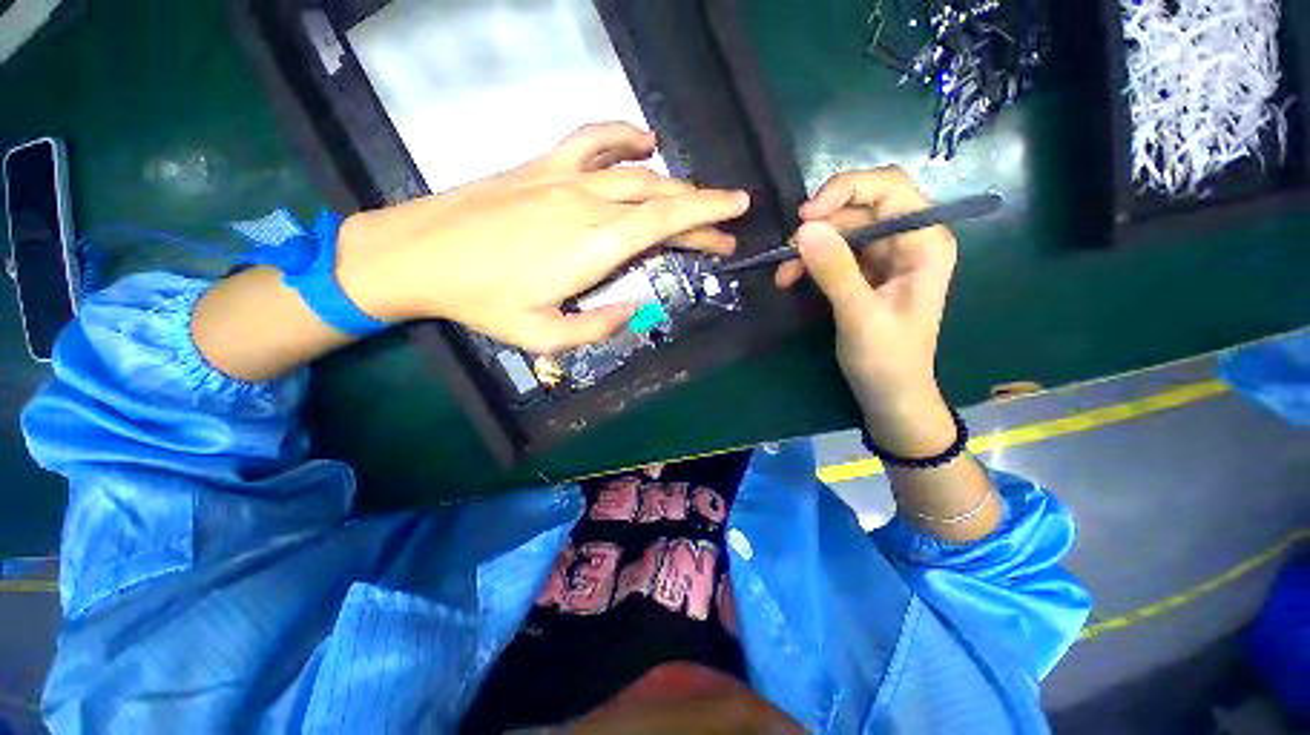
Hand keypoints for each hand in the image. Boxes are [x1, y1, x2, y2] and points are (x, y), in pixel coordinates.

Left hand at [335, 123, 749, 353]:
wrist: (419, 253)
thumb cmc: (482, 301)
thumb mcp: (542, 336)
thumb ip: (596, 328)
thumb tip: (635, 310)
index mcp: (593, 247)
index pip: (665, 224)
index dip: (706, 219)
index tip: (735, 219)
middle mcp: (588, 204)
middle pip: (661, 199)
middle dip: (701, 211)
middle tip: (725, 227)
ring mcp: (564, 178)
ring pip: (637, 173)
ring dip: (675, 184)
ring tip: (697, 200)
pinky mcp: (543, 165)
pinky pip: (593, 140)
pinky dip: (624, 137)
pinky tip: (645, 141)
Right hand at [776, 167, 957, 453]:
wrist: (889, 394)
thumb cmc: (887, 359)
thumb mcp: (860, 315)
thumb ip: (835, 270)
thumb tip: (803, 229)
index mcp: (924, 242)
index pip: (890, 188)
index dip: (847, 189)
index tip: (806, 216)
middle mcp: (908, 240)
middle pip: (860, 207)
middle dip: (820, 226)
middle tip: (786, 250)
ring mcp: (886, 256)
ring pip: (841, 230)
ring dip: (808, 247)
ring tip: (783, 275)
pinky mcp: (865, 272)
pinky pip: (834, 252)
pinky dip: (810, 262)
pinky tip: (790, 278)